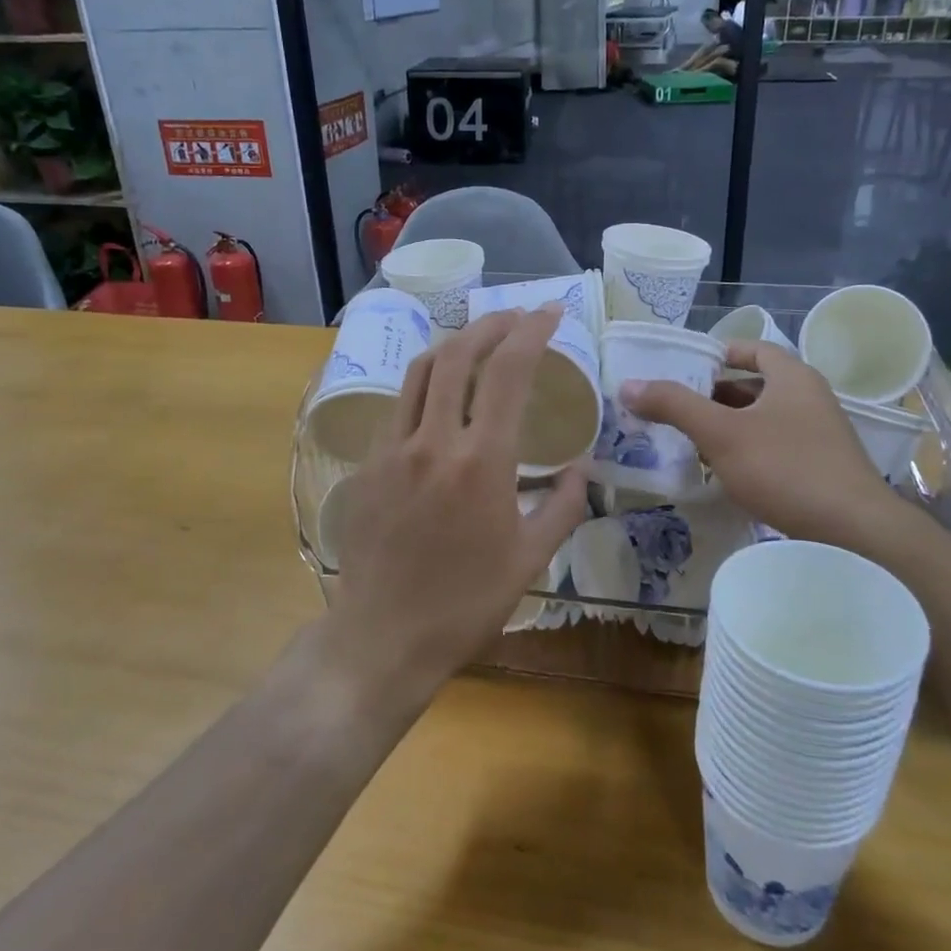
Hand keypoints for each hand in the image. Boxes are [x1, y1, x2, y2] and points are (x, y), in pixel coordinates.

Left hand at [328, 308, 587, 699]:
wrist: (383, 637)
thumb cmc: (466, 603)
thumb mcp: (530, 559)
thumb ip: (563, 505)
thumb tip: (582, 468)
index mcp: (481, 461)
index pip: (508, 372)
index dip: (532, 332)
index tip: (551, 313)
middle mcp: (433, 441)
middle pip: (458, 355)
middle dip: (491, 324)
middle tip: (516, 317)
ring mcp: (392, 449)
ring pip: (420, 371)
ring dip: (454, 345)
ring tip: (479, 341)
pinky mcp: (368, 465)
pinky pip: (399, 407)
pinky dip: (426, 385)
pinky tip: (441, 397)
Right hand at [620, 342, 920, 557]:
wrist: (854, 532)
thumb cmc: (785, 468)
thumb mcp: (721, 433)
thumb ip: (675, 405)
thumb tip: (629, 385)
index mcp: (793, 377)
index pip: (753, 349)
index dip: (719, 352)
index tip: (686, 366)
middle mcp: (810, 398)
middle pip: (755, 385)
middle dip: (715, 394)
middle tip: (677, 406)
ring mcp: (819, 435)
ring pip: (764, 419)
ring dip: (729, 425)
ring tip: (691, 439)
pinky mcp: (821, 468)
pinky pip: (775, 447)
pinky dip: (747, 450)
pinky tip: (725, 472)